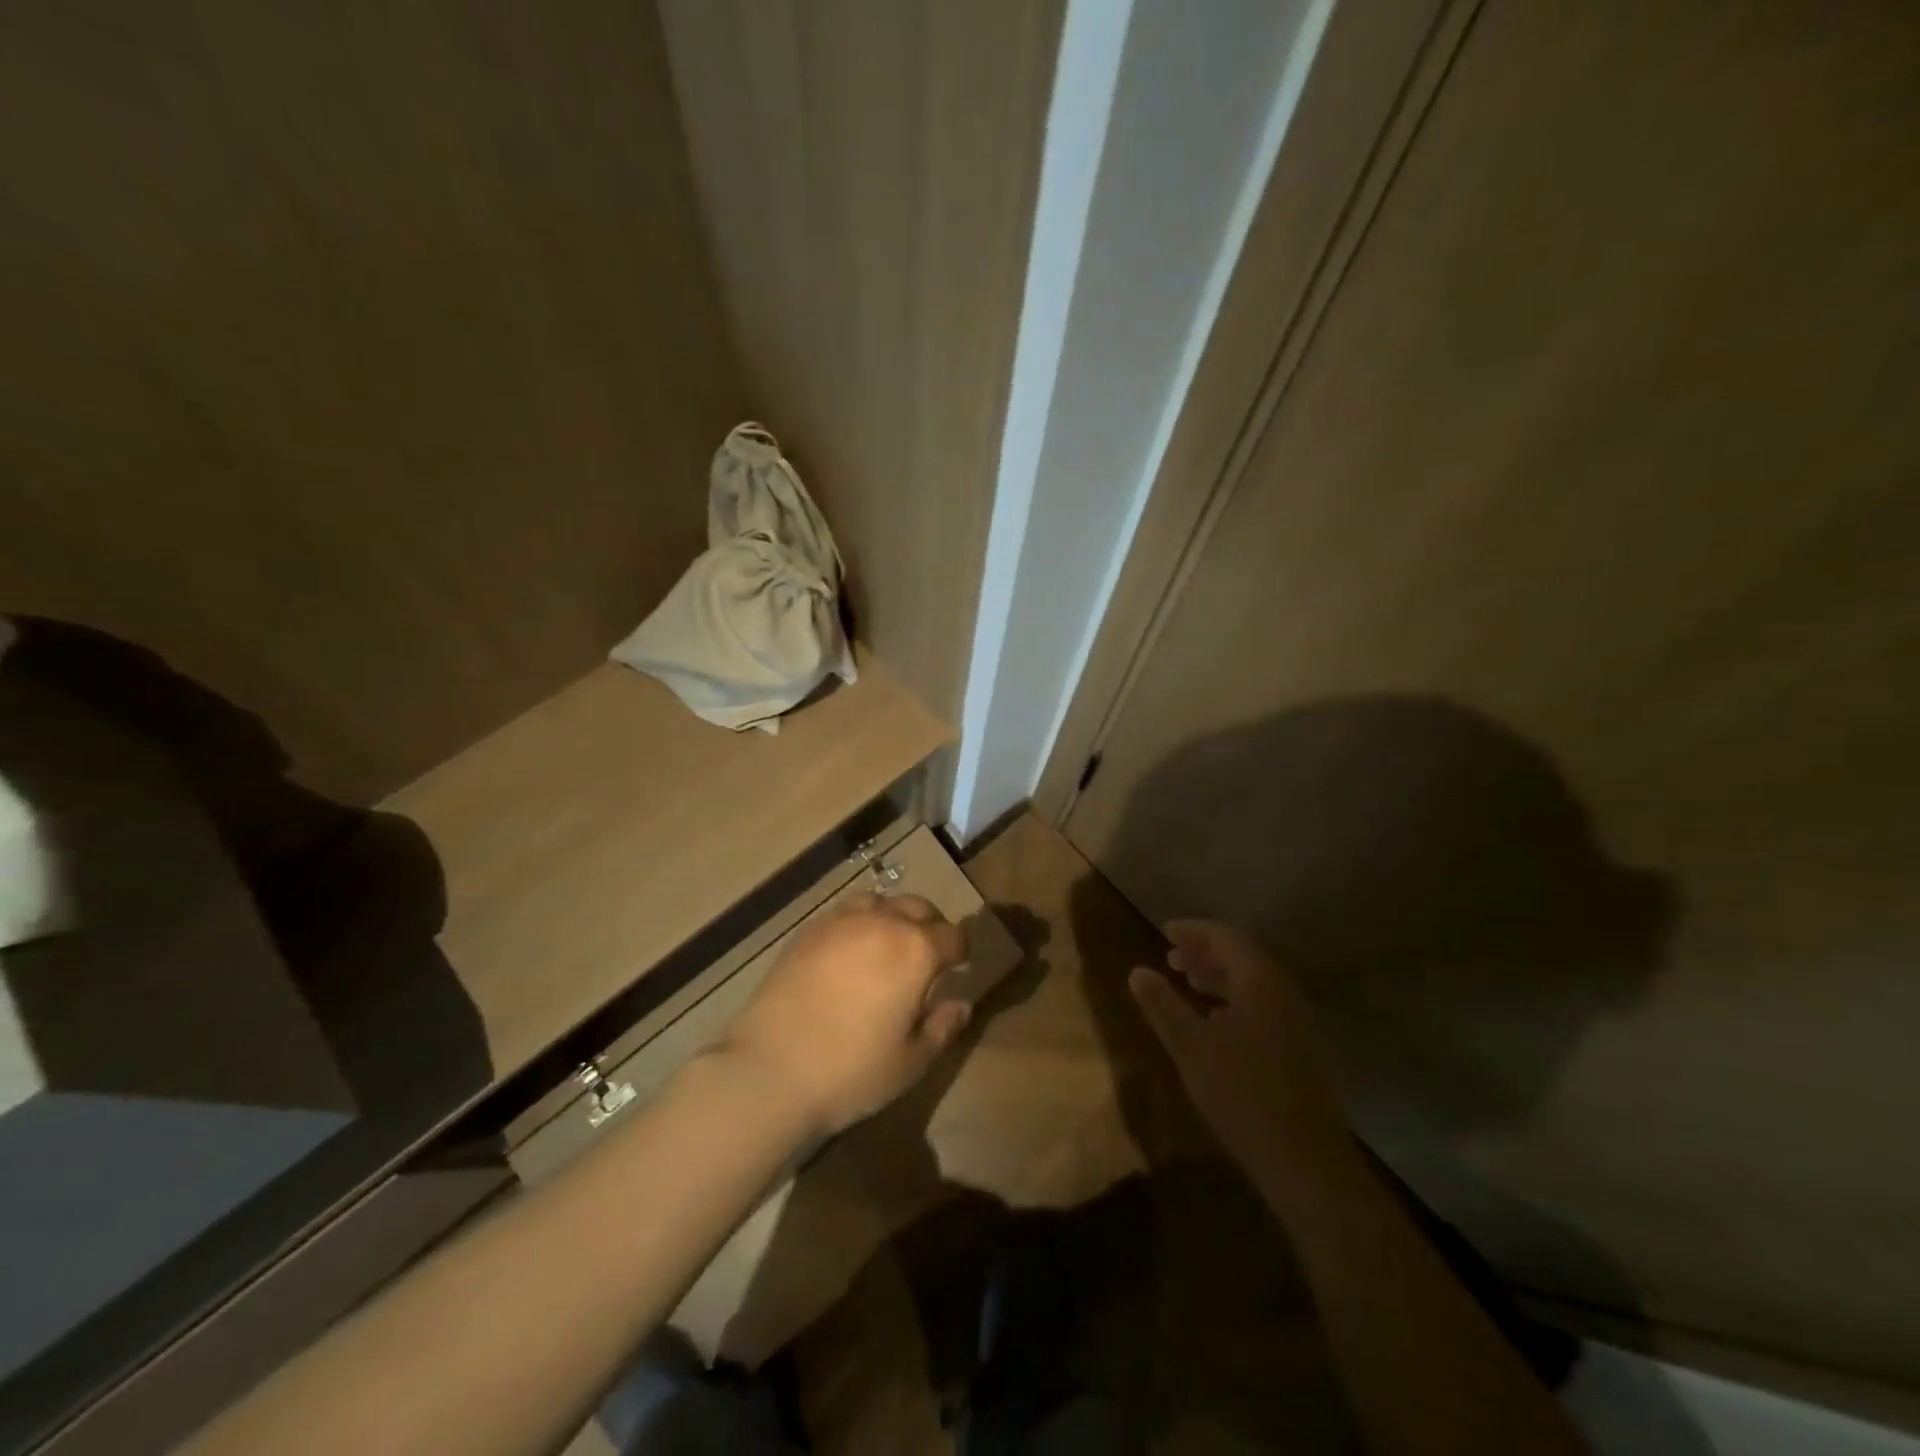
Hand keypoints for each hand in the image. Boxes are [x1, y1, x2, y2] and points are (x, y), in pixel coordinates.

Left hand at [720, 892, 970, 1137]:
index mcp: (916, 950)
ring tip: (886, 947)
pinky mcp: (807, 931)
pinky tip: (849, 953)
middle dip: (930, 927)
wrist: (769, 1071)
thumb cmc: (851, 1072)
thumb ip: (942, 1027)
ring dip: (892, 918)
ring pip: (879, 902)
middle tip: (926, 958)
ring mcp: (840, 922)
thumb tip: (961, 1004)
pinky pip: (844, 912)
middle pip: (918, 908)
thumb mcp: (910, 1062)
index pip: (953, 936)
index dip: (961, 952)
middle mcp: (882, 923)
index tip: (959, 969)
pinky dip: (858, 923)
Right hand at [1129, 921, 1350, 1182]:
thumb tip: (1137, 971)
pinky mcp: (1303, 1048)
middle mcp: (1285, 992)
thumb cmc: (1241, 1094)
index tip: (1164, 932)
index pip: (1225, 937)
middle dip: (1205, 953)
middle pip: (1243, 957)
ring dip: (1220, 978)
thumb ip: (1162, 1005)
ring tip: (1189, 985)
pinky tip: (1216, 1024)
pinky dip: (1236, 1001)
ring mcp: (1298, 1021)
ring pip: (1255, 984)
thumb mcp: (1190, 1047)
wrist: (1305, 1160)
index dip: (1193, 931)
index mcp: (1260, 982)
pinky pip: (1265, 1006)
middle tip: (1171, 959)